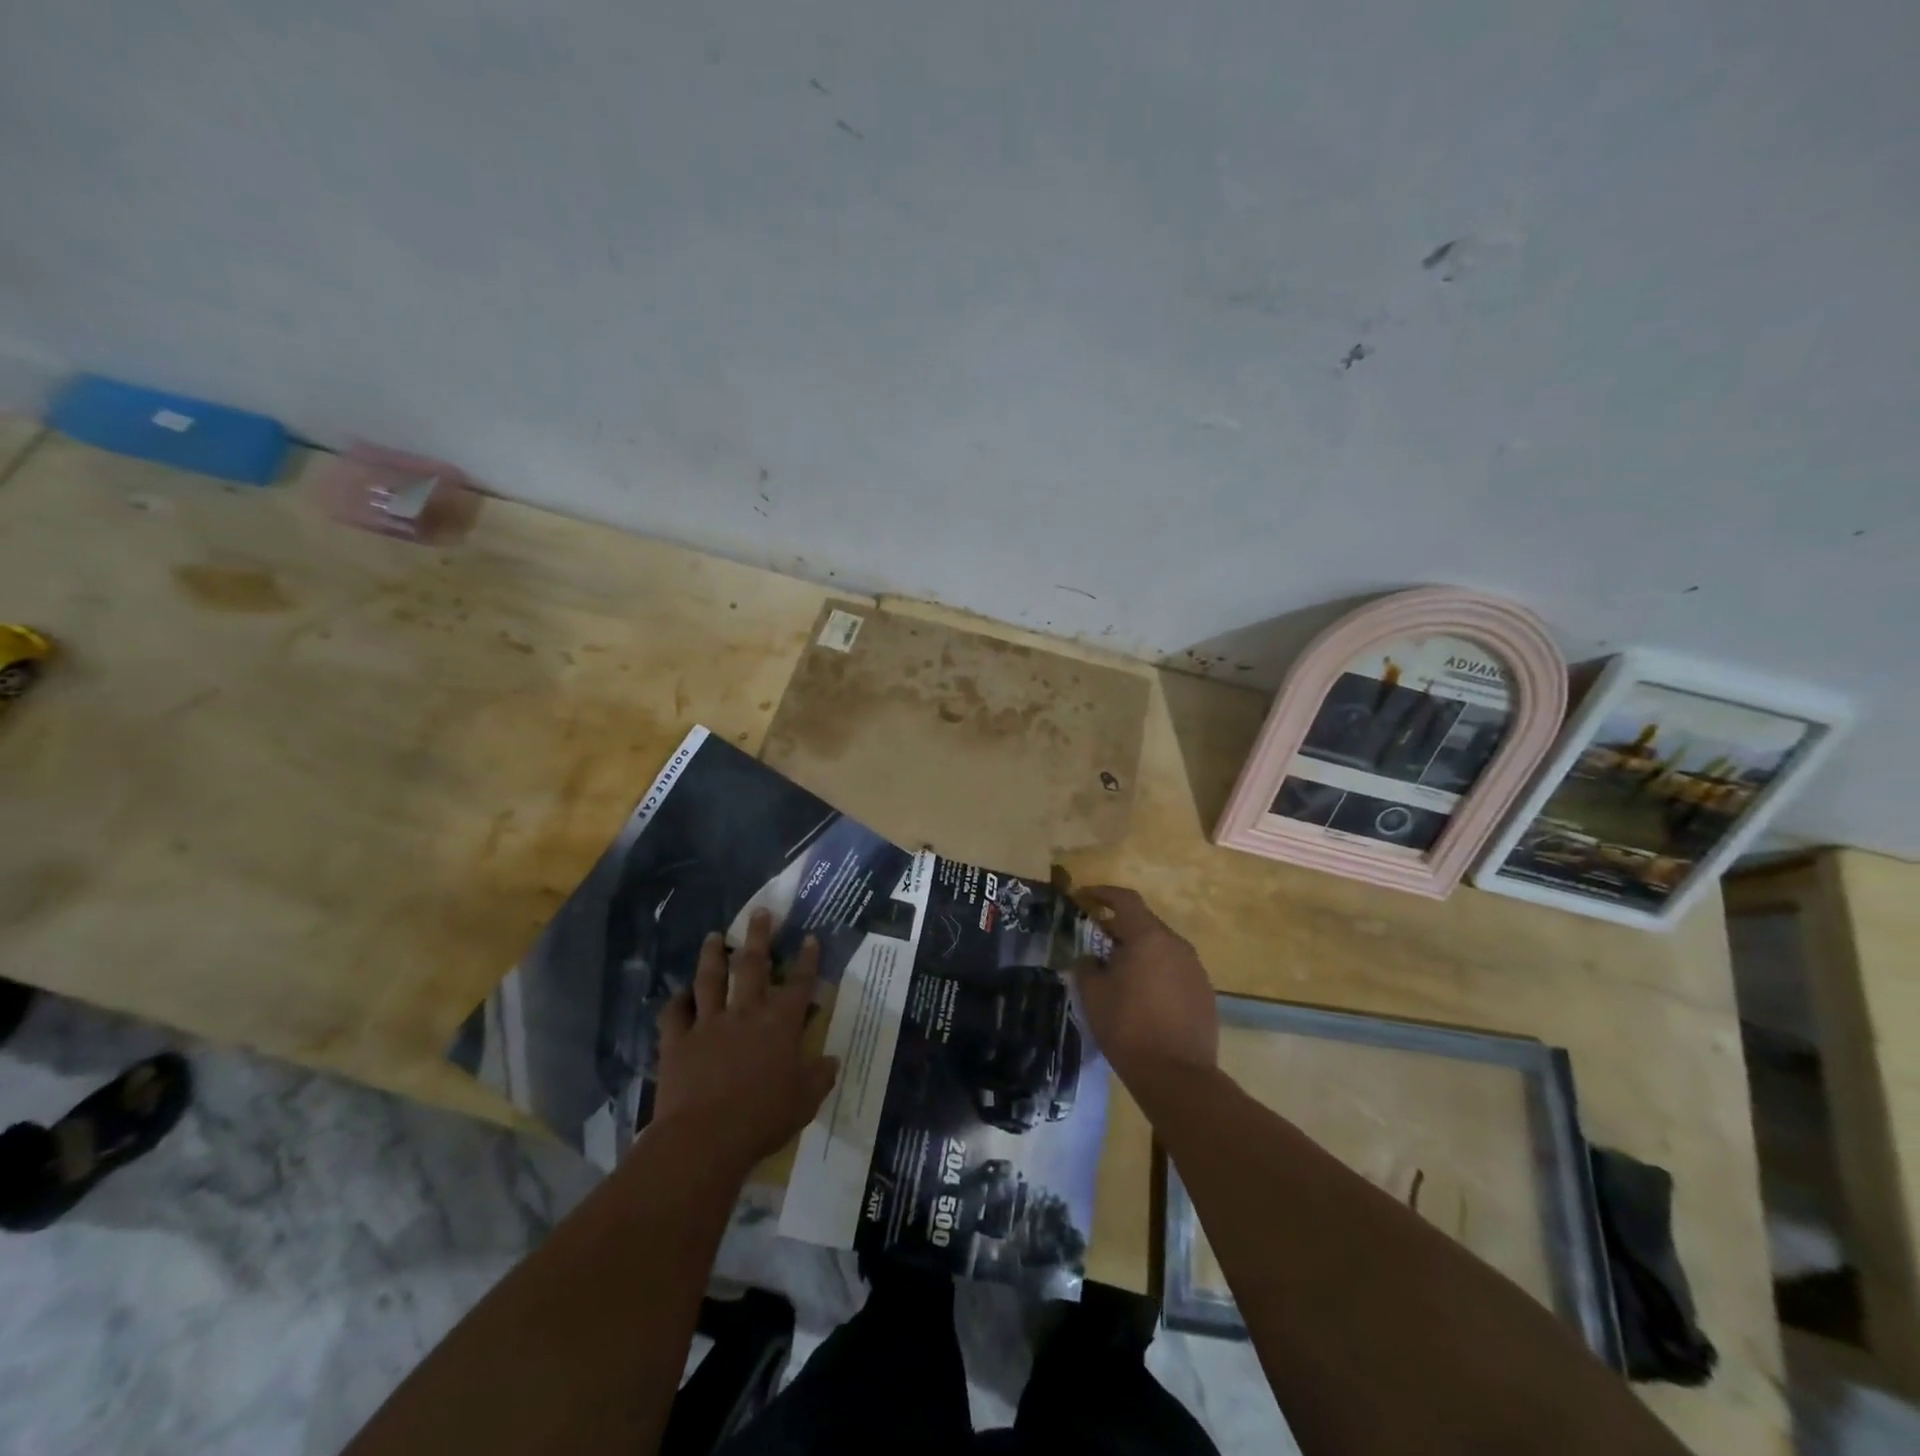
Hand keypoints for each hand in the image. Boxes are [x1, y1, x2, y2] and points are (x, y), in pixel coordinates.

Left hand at [650, 909, 838, 1174]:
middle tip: (759, 911)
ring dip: (712, 955)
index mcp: (780, 1023)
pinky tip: (678, 994)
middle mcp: (746, 1012)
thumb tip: (832, 1060)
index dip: (807, 959)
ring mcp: (709, 1023)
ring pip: (710, 979)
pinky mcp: (678, 1041)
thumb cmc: (763, 1117)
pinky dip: (676, 1002)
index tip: (810, 937)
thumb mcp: (806, 1100)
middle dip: (758, 935)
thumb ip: (820, 1076)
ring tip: (713, 936)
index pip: (800, 982)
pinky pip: (674, 1014)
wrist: (705, 1138)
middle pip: (753, 964)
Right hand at [1071, 886, 1217, 1086]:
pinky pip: (1175, 969)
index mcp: (1148, 937)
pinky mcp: (1205, 992)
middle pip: (1144, 923)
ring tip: (1118, 970)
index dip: (1102, 894)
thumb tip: (1091, 959)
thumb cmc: (1128, 1027)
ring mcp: (1195, 968)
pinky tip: (1143, 994)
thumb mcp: (1093, 994)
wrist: (1177, 1076)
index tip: (1084, 898)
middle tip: (1096, 940)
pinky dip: (1156, 971)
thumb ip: (1087, 967)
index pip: (1125, 900)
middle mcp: (1176, 945)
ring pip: (1161, 947)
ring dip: (1139, 951)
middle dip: (1119, 927)